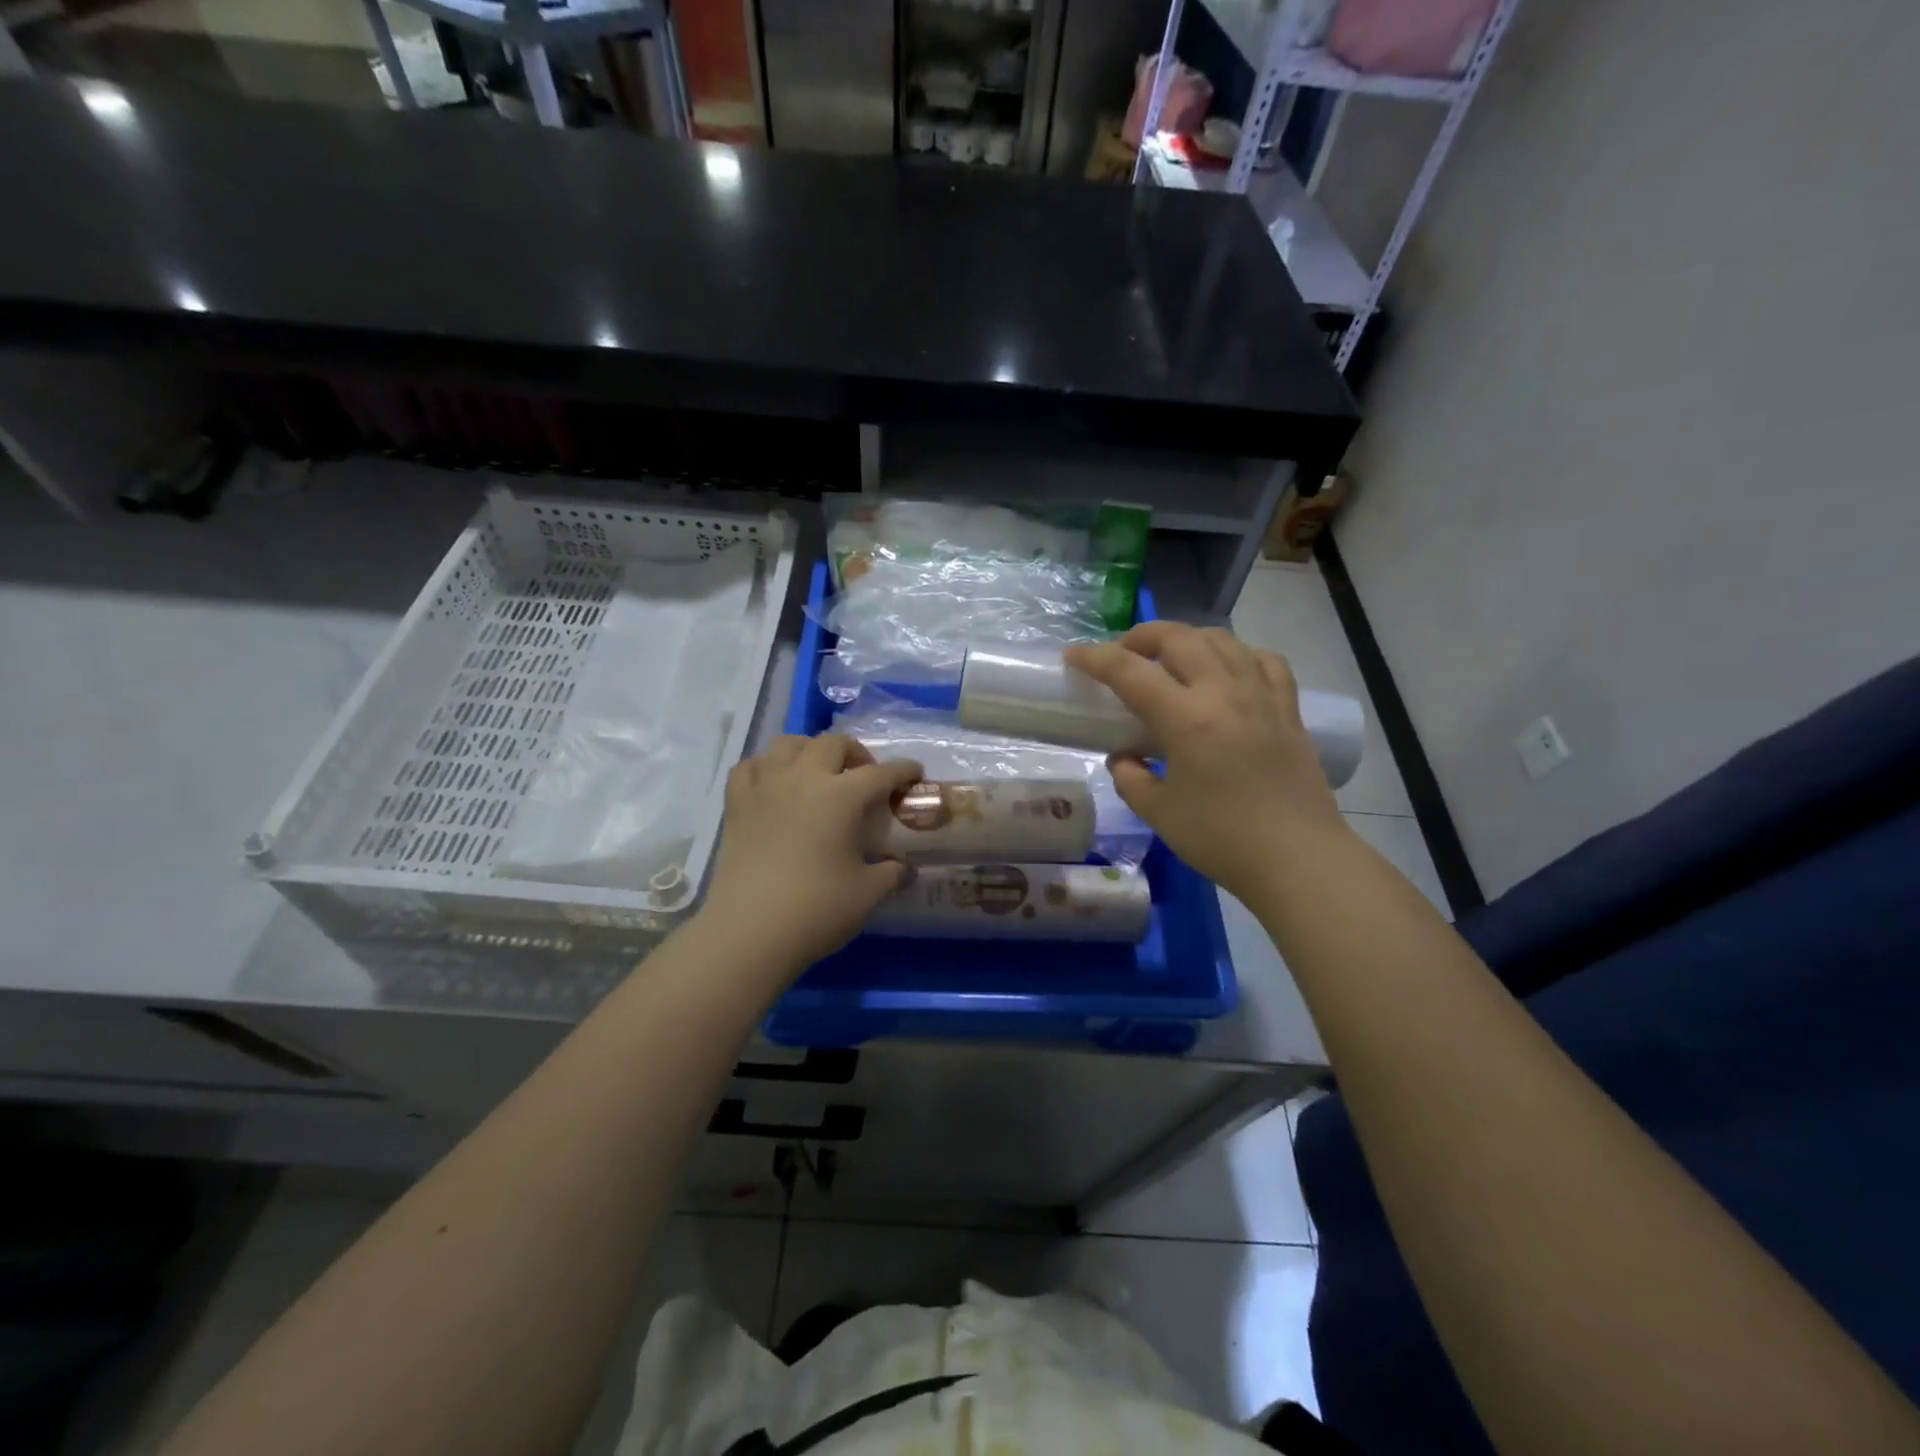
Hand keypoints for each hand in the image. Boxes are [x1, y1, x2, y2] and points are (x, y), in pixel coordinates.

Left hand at [697, 734, 922, 974]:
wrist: (748, 931)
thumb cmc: (816, 909)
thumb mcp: (867, 893)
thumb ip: (892, 873)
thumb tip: (904, 868)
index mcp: (841, 796)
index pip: (881, 773)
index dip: (903, 771)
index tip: (915, 773)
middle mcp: (803, 779)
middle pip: (833, 744)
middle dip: (855, 753)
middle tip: (864, 776)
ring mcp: (765, 787)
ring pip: (787, 744)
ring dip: (809, 750)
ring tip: (818, 772)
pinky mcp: (736, 804)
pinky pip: (750, 766)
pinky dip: (766, 767)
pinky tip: (774, 784)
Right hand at [1065, 623, 1348, 901]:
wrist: (1298, 858)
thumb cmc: (1221, 838)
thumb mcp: (1158, 813)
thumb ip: (1131, 778)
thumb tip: (1125, 758)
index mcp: (1186, 718)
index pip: (1130, 671)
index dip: (1095, 658)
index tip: (1074, 656)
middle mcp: (1224, 693)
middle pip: (1178, 638)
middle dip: (1141, 636)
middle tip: (1123, 655)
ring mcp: (1262, 696)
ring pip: (1222, 640)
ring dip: (1187, 639)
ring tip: (1171, 658)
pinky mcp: (1289, 709)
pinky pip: (1264, 660)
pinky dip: (1238, 654)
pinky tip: (1228, 669)